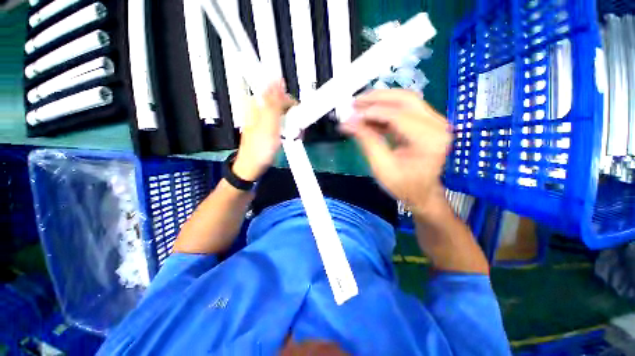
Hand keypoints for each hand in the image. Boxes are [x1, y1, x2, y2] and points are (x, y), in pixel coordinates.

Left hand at [233, 80, 295, 181]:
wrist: (253, 166)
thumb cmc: (260, 148)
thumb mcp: (268, 124)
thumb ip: (274, 103)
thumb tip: (278, 79)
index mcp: (257, 104)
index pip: (278, 91)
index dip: (291, 103)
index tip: (298, 116)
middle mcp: (260, 109)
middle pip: (282, 103)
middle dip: (293, 115)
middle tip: (295, 129)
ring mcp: (265, 119)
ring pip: (284, 114)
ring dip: (292, 124)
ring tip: (293, 136)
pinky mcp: (270, 129)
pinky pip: (283, 124)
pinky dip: (289, 129)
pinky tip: (290, 137)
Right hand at [340, 89, 452, 215]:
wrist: (422, 193)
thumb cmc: (404, 185)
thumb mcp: (382, 167)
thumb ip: (367, 141)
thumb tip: (349, 124)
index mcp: (429, 139)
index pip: (398, 116)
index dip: (372, 112)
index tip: (352, 115)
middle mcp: (437, 125)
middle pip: (405, 99)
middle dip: (377, 98)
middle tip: (355, 102)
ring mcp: (433, 122)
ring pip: (405, 100)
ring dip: (380, 101)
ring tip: (359, 106)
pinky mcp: (426, 123)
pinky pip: (404, 110)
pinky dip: (385, 111)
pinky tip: (369, 116)